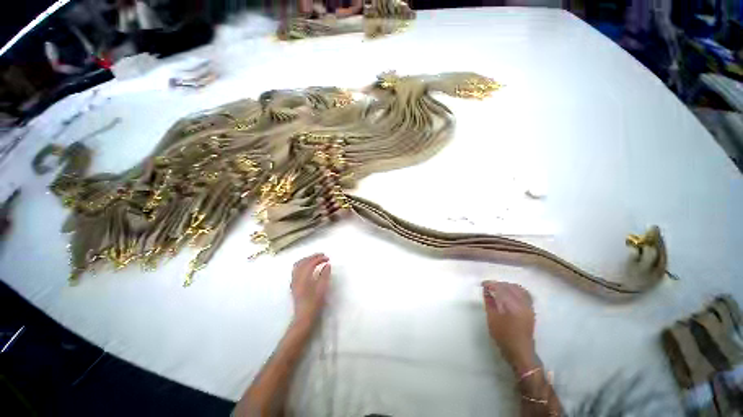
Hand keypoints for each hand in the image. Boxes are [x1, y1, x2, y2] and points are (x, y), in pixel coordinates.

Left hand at [290, 253, 330, 325]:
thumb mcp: (322, 289)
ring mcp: (294, 281)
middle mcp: (296, 278)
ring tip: (315, 259)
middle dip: (312, 257)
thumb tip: (327, 265)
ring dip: (306, 260)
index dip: (319, 258)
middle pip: (303, 262)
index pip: (310, 263)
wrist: (303, 318)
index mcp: (303, 278)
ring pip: (298, 265)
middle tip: (322, 255)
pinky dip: (303, 265)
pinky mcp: (293, 285)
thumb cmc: (314, 304)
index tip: (327, 258)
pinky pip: (296, 270)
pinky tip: (308, 268)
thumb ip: (324, 275)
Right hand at [482, 281, 536, 373]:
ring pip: (519, 289)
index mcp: (512, 305)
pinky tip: (510, 294)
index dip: (491, 284)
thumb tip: (486, 290)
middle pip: (510, 286)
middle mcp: (523, 303)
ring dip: (507, 286)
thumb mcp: (492, 319)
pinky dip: (516, 290)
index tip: (483, 284)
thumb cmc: (503, 336)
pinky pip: (524, 294)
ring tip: (498, 289)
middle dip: (498, 284)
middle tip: (489, 287)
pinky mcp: (531, 310)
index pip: (501, 288)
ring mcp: (529, 306)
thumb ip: (489, 302)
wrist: (520, 351)